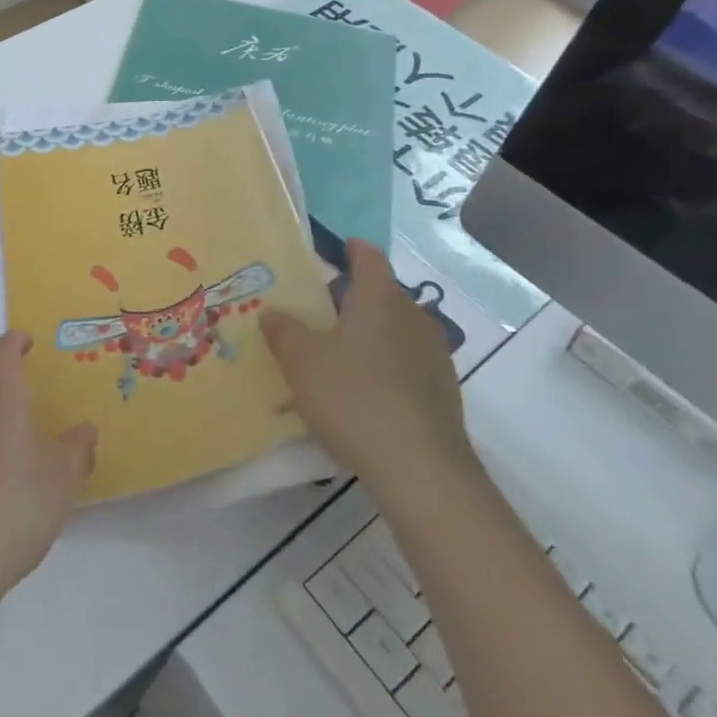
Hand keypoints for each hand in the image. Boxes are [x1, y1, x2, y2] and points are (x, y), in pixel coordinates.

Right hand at [262, 239, 474, 497]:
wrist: (420, 468)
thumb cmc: (353, 397)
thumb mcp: (301, 362)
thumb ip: (283, 331)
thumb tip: (272, 312)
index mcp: (379, 299)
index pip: (369, 258)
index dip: (351, 249)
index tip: (336, 248)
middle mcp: (412, 317)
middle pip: (383, 294)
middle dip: (354, 296)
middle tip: (320, 308)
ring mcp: (434, 355)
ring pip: (396, 330)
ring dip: (370, 333)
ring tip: (339, 352)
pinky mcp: (443, 391)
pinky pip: (407, 363)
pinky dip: (385, 365)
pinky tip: (364, 391)